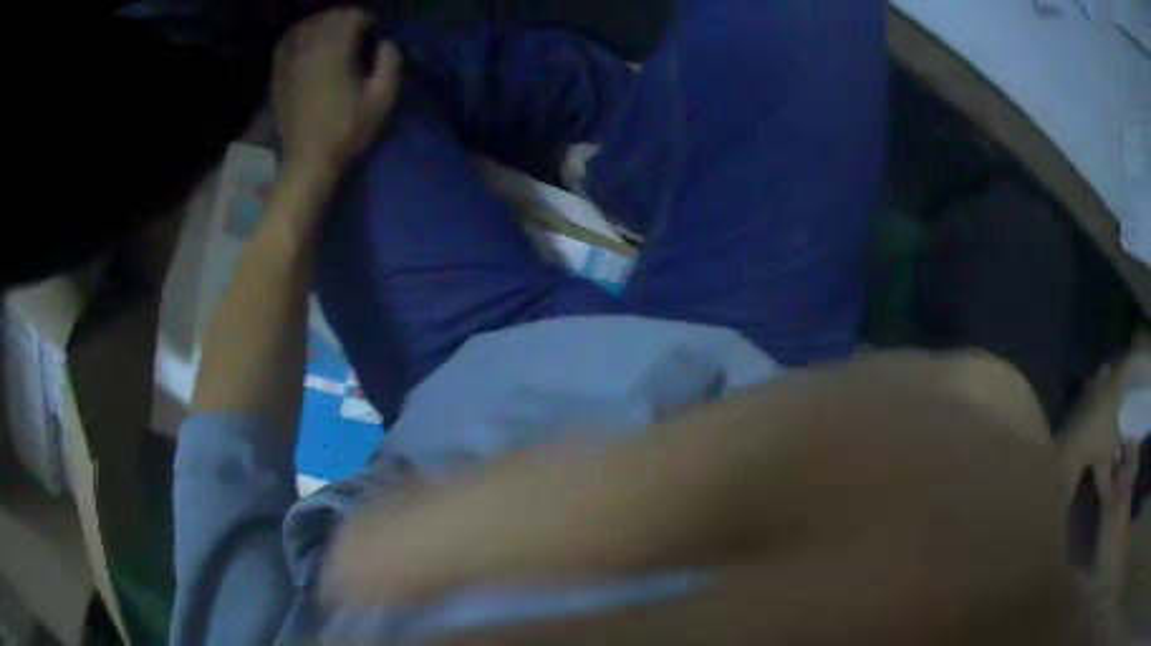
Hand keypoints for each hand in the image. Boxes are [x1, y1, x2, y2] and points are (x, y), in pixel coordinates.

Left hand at [272, 9, 401, 174]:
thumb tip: (385, 43)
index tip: (374, 32)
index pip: (351, 17)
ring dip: (322, 23)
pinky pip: (285, 42)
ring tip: (332, 34)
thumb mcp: (381, 100)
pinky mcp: (279, 74)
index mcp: (335, 52)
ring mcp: (290, 61)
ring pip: (305, 25)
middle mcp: (309, 50)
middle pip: (328, 17)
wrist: (308, 159)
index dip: (366, 20)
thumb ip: (389, 64)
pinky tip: (307, 40)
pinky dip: (298, 34)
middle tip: (357, 32)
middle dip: (345, 19)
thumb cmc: (346, 131)